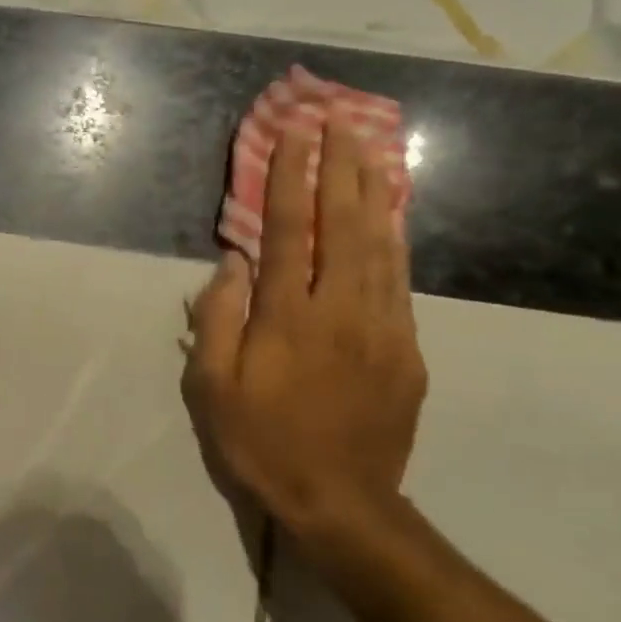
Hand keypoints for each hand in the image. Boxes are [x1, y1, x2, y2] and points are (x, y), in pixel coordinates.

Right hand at [182, 113, 426, 551]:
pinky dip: (395, 239)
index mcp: (289, 317)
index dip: (291, 176)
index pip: (290, 229)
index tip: (295, 132)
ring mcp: (382, 328)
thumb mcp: (213, 388)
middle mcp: (341, 310)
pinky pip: (401, 281)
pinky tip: (392, 215)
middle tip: (339, 118)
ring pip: (381, 245)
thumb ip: (218, 319)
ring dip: (371, 190)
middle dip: (339, 165)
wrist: (341, 503)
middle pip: (344, 224)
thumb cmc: (262, 442)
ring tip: (369, 147)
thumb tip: (233, 261)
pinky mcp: (407, 350)